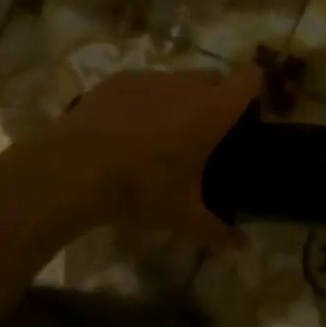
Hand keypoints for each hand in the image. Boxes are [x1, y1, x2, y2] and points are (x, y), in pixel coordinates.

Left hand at [48, 66, 262, 250]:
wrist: (72, 169)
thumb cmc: (141, 189)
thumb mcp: (182, 217)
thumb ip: (217, 230)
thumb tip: (243, 248)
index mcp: (213, 110)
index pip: (250, 79)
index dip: (254, 91)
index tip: (247, 114)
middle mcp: (186, 85)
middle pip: (214, 78)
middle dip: (215, 98)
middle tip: (204, 134)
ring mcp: (149, 78)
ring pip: (176, 80)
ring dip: (178, 99)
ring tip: (160, 134)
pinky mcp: (116, 80)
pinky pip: (142, 85)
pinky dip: (143, 101)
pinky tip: (124, 130)